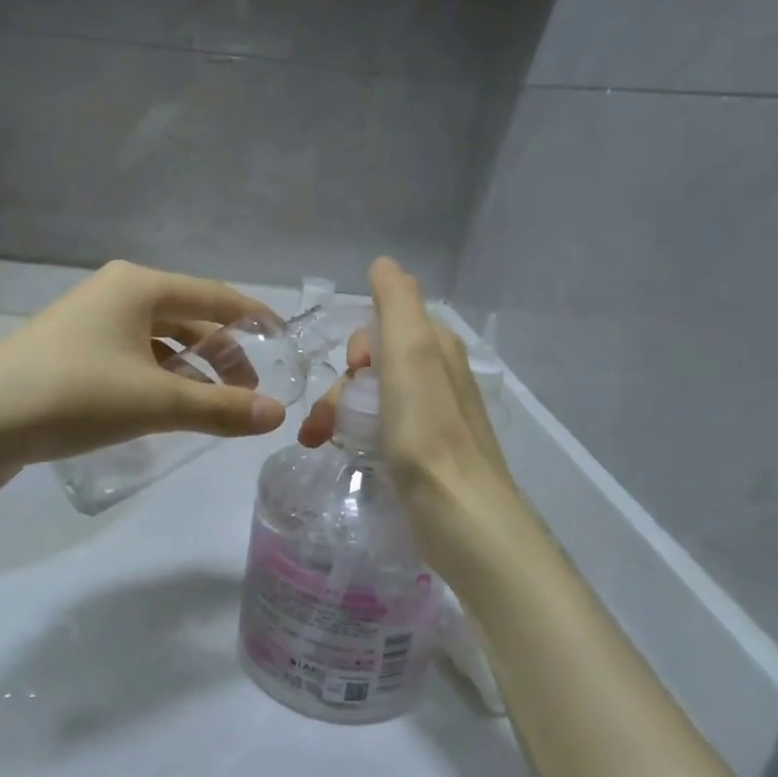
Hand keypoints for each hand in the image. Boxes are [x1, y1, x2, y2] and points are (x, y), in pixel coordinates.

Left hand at [0, 261, 287, 495]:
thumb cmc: (75, 395)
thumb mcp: (157, 402)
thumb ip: (220, 408)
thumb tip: (277, 415)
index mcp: (139, 286)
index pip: (216, 296)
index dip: (254, 320)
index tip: (284, 344)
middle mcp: (115, 294)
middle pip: (188, 319)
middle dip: (223, 355)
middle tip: (248, 396)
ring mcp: (87, 324)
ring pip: (158, 342)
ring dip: (189, 371)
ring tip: (211, 409)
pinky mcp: (68, 355)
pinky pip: (130, 360)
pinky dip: (157, 380)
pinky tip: (164, 411)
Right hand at [296, 258, 539, 588]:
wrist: (459, 513)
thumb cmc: (427, 430)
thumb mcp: (410, 353)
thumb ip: (396, 304)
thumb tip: (384, 263)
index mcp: (436, 348)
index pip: (382, 326)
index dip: (358, 347)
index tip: (353, 373)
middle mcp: (438, 376)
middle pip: (372, 365)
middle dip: (340, 386)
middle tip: (324, 421)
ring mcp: (432, 418)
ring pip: (371, 398)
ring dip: (337, 412)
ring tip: (318, 442)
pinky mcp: (424, 454)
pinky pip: (379, 428)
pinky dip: (353, 434)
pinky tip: (341, 452)